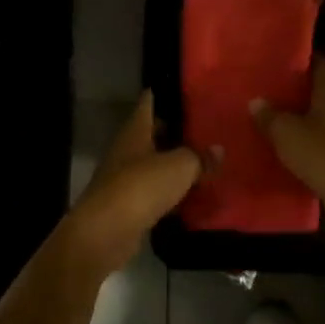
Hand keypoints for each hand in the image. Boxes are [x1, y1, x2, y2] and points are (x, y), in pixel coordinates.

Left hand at [58, 93, 201, 278]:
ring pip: (154, 164)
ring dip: (173, 165)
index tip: (187, 91)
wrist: (107, 232)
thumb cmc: (142, 186)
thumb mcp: (180, 167)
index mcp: (135, 130)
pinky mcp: (128, 205)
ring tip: (205, 162)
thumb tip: (218, 150)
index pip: (149, 103)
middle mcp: (126, 149)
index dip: (165, 94)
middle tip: (205, 129)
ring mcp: (124, 178)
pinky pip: (154, 192)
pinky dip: (170, 193)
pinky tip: (191, 196)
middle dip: (175, 132)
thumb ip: (199, 157)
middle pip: (152, 134)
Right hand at [252, 56, 324, 209]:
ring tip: (284, 125)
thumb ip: (270, 116)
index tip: (289, 60)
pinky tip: (299, 155)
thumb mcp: (286, 133)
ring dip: (310, 123)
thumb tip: (256, 101)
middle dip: (304, 94)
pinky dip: (318, 148)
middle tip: (277, 95)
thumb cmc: (322, 153)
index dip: (308, 60)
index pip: (324, 64)